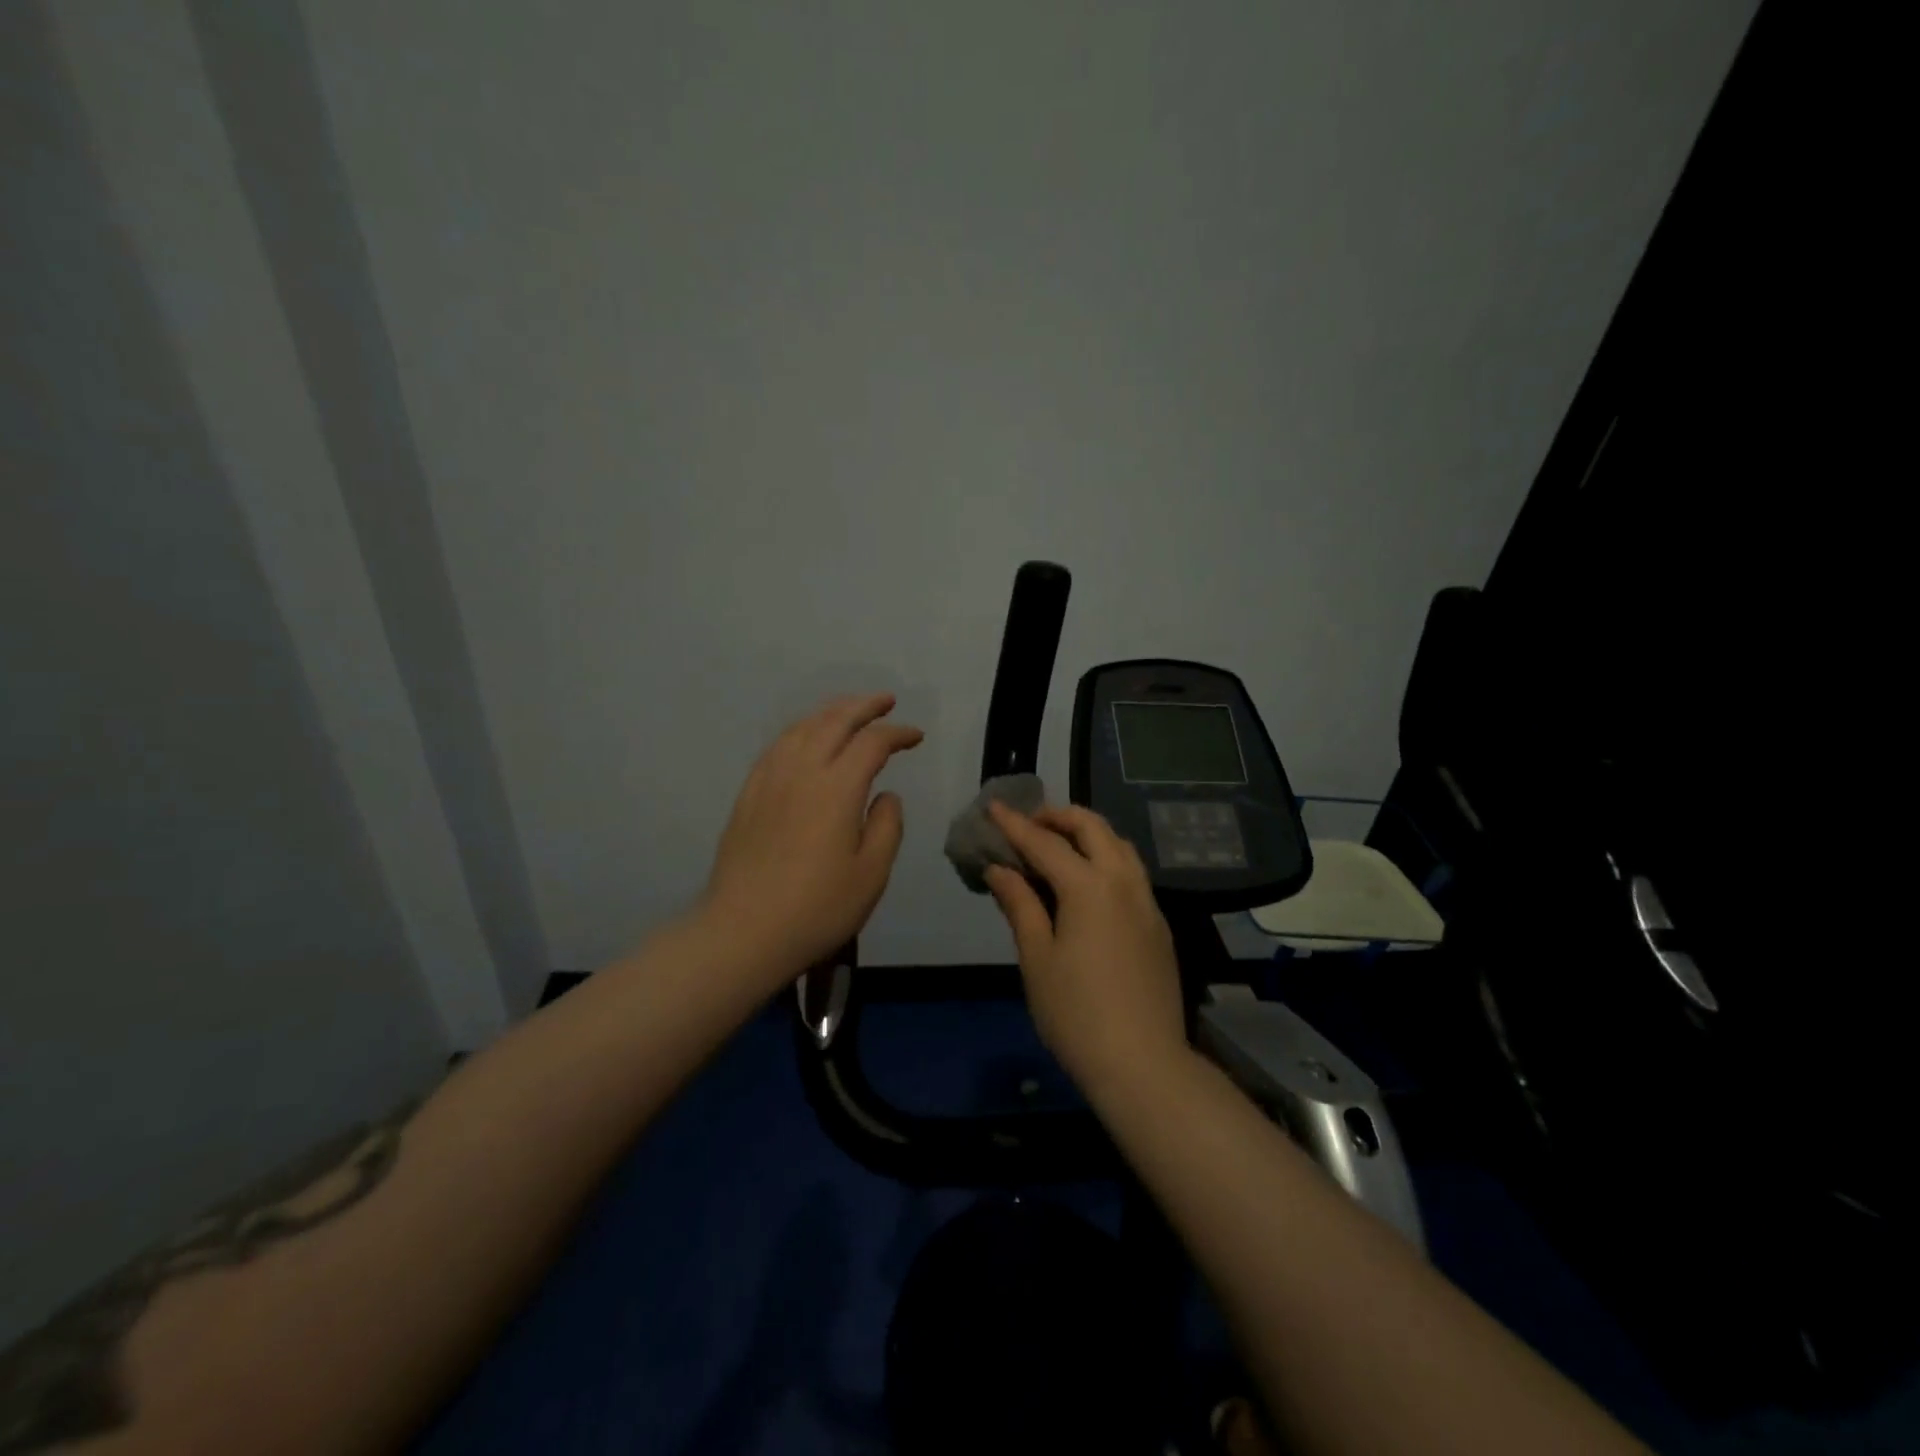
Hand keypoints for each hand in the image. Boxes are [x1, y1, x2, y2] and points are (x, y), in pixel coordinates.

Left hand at [700, 693, 923, 984]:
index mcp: (836, 788)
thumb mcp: (871, 874)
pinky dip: (800, 731)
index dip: (897, 733)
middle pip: (833, 721)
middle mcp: (801, 771)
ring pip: (801, 728)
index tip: (916, 737)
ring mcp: (769, 780)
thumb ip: (886, 826)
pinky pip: (777, 746)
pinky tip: (805, 740)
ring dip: (830, 713)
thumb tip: (886, 796)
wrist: (743, 932)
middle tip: (886, 701)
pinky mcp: (748, 795)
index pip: (872, 742)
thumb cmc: (817, 908)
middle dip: (863, 706)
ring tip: (849, 712)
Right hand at [983, 803, 1188, 1096]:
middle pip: (1093, 828)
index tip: (993, 806)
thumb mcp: (1037, 959)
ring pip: (1119, 845)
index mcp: (1089, 887)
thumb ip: (1020, 905)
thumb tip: (1000, 868)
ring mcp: (1147, 902)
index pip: (1045, 843)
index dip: (1015, 825)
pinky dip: (1106, 858)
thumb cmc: (1076, 1014)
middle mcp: (1124, 882)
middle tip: (1029, 825)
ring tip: (1058, 846)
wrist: (1143, 1064)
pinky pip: (1132, 872)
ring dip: (1087, 833)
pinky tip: (1088, 883)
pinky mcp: (1158, 924)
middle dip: (1058, 817)